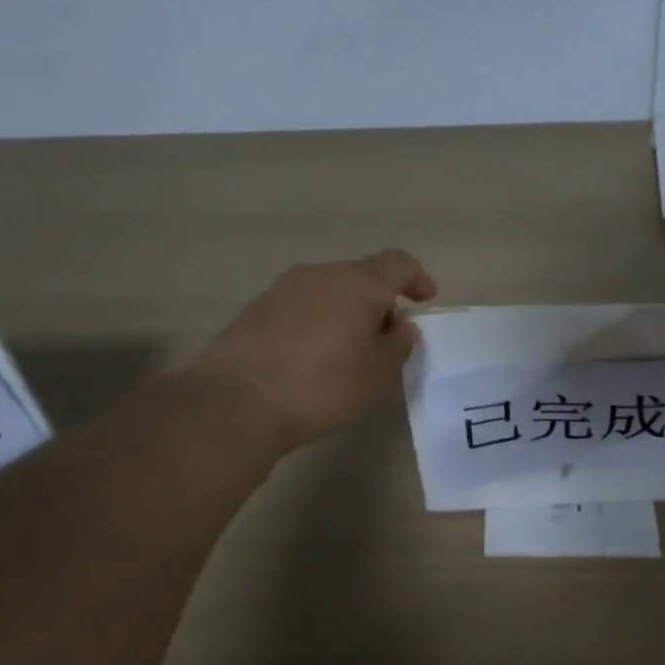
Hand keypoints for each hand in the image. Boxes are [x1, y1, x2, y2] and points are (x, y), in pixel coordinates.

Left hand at [193, 249, 437, 452]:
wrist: (239, 401)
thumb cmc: (322, 386)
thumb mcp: (376, 373)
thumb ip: (397, 344)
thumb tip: (401, 326)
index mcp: (358, 282)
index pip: (398, 263)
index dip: (417, 278)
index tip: (425, 300)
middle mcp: (321, 274)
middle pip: (362, 275)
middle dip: (380, 301)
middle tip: (387, 337)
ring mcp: (285, 287)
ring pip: (330, 289)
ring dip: (347, 311)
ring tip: (350, 348)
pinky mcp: (258, 307)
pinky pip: (303, 304)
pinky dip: (319, 320)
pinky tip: (315, 354)